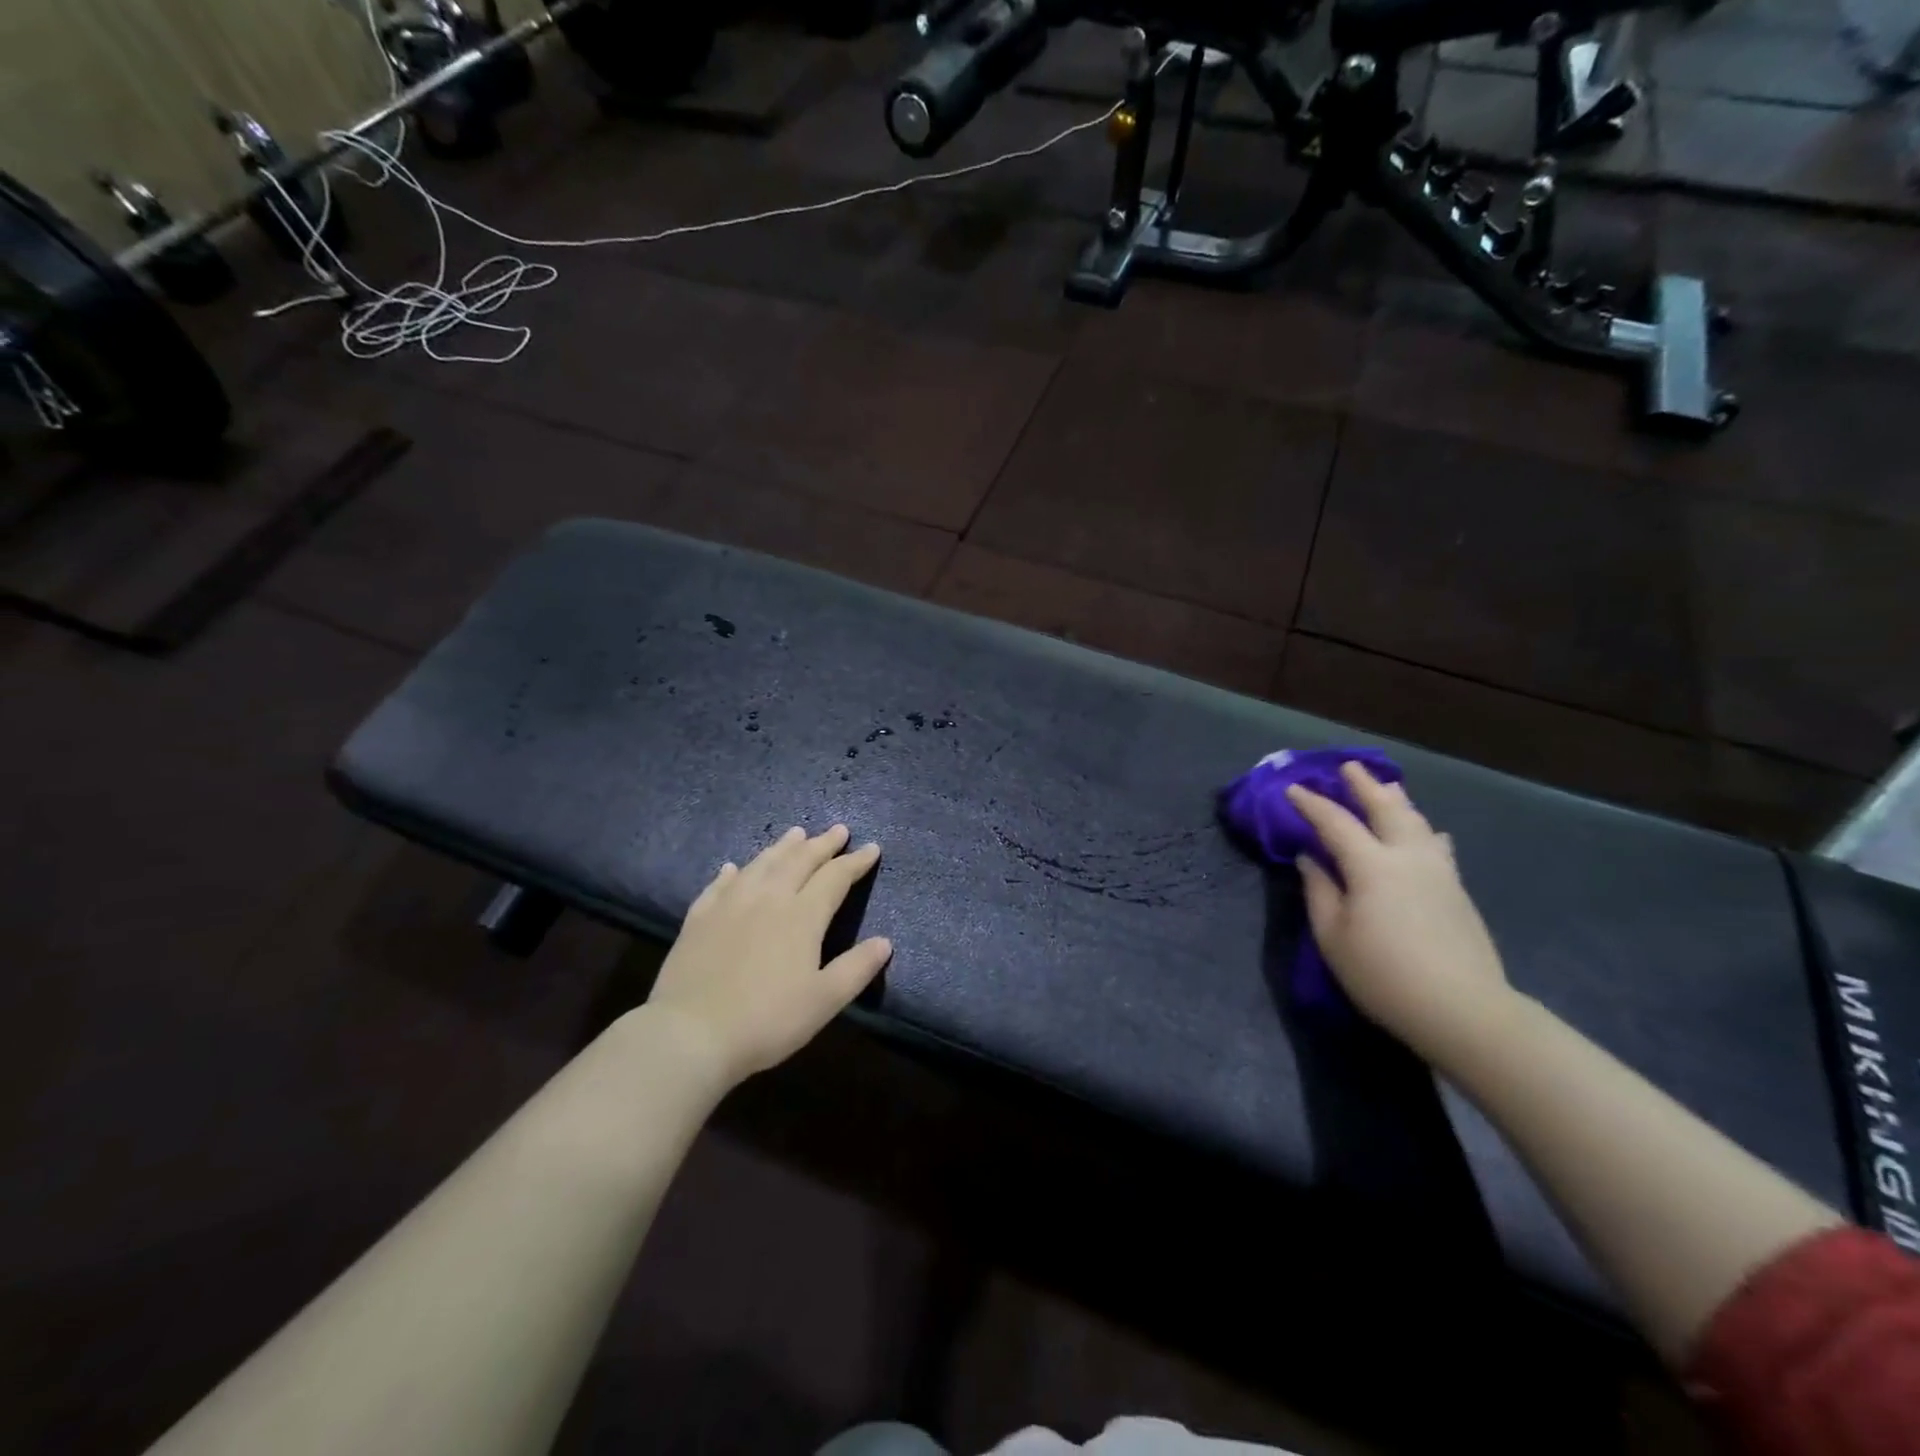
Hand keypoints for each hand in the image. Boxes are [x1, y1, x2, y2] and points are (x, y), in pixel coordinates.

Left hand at [646, 824, 890, 1086]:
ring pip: (762, 864)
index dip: (856, 862)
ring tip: (796, 833)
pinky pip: (719, 884)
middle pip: (800, 860)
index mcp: (802, 916)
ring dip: (783, 847)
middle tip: (838, 830)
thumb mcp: (823, 1001)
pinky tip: (734, 868)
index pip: (835, 877)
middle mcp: (768, 898)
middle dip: (822, 844)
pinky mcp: (699, 918)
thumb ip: (856, 968)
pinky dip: (733, 872)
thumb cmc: (766, 1020)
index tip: (871, 848)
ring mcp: (729, 904)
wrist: (690, 1034)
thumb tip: (885, 941)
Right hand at [1286, 762, 1515, 1057]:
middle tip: (1348, 767)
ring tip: (1387, 787)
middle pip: (1386, 808)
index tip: (1293, 789)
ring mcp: (1439, 872)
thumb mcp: (1333, 936)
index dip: (1311, 804)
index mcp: (1372, 866)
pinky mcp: (1457, 890)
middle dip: (1364, 786)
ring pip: (1417, 822)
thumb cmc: (1383, 974)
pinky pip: (1436, 845)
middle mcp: (1408, 857)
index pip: (1336, 822)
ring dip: (1397, 801)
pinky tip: (1428, 832)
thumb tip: (1310, 859)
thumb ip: (1319, 891)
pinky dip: (1423, 829)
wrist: (1463, 1009)